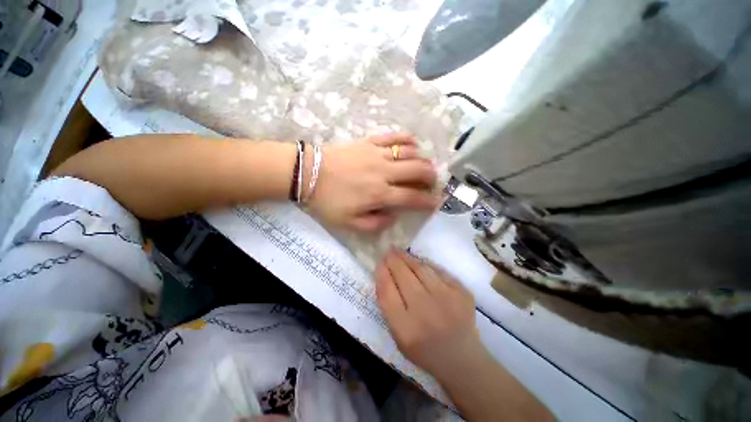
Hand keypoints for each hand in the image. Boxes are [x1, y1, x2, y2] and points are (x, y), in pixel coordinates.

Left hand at [306, 133, 438, 232]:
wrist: (308, 173)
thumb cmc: (328, 200)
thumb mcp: (349, 223)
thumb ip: (375, 224)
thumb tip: (393, 217)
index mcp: (379, 194)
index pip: (412, 197)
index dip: (427, 201)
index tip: (436, 202)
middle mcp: (384, 172)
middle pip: (417, 170)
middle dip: (430, 177)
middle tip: (432, 181)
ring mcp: (377, 154)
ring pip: (410, 152)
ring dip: (421, 159)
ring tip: (422, 165)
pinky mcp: (369, 141)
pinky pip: (393, 136)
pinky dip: (407, 139)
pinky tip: (412, 143)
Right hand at [375, 250, 481, 379]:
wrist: (461, 358)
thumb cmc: (424, 349)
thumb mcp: (398, 336)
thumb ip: (388, 306)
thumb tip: (383, 273)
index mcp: (407, 330)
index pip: (387, 292)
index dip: (382, 273)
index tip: (379, 263)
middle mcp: (427, 312)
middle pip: (404, 276)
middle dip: (393, 260)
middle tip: (388, 251)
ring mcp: (447, 300)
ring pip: (421, 269)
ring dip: (407, 258)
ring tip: (399, 252)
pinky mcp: (462, 292)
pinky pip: (438, 270)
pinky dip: (425, 264)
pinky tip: (418, 262)